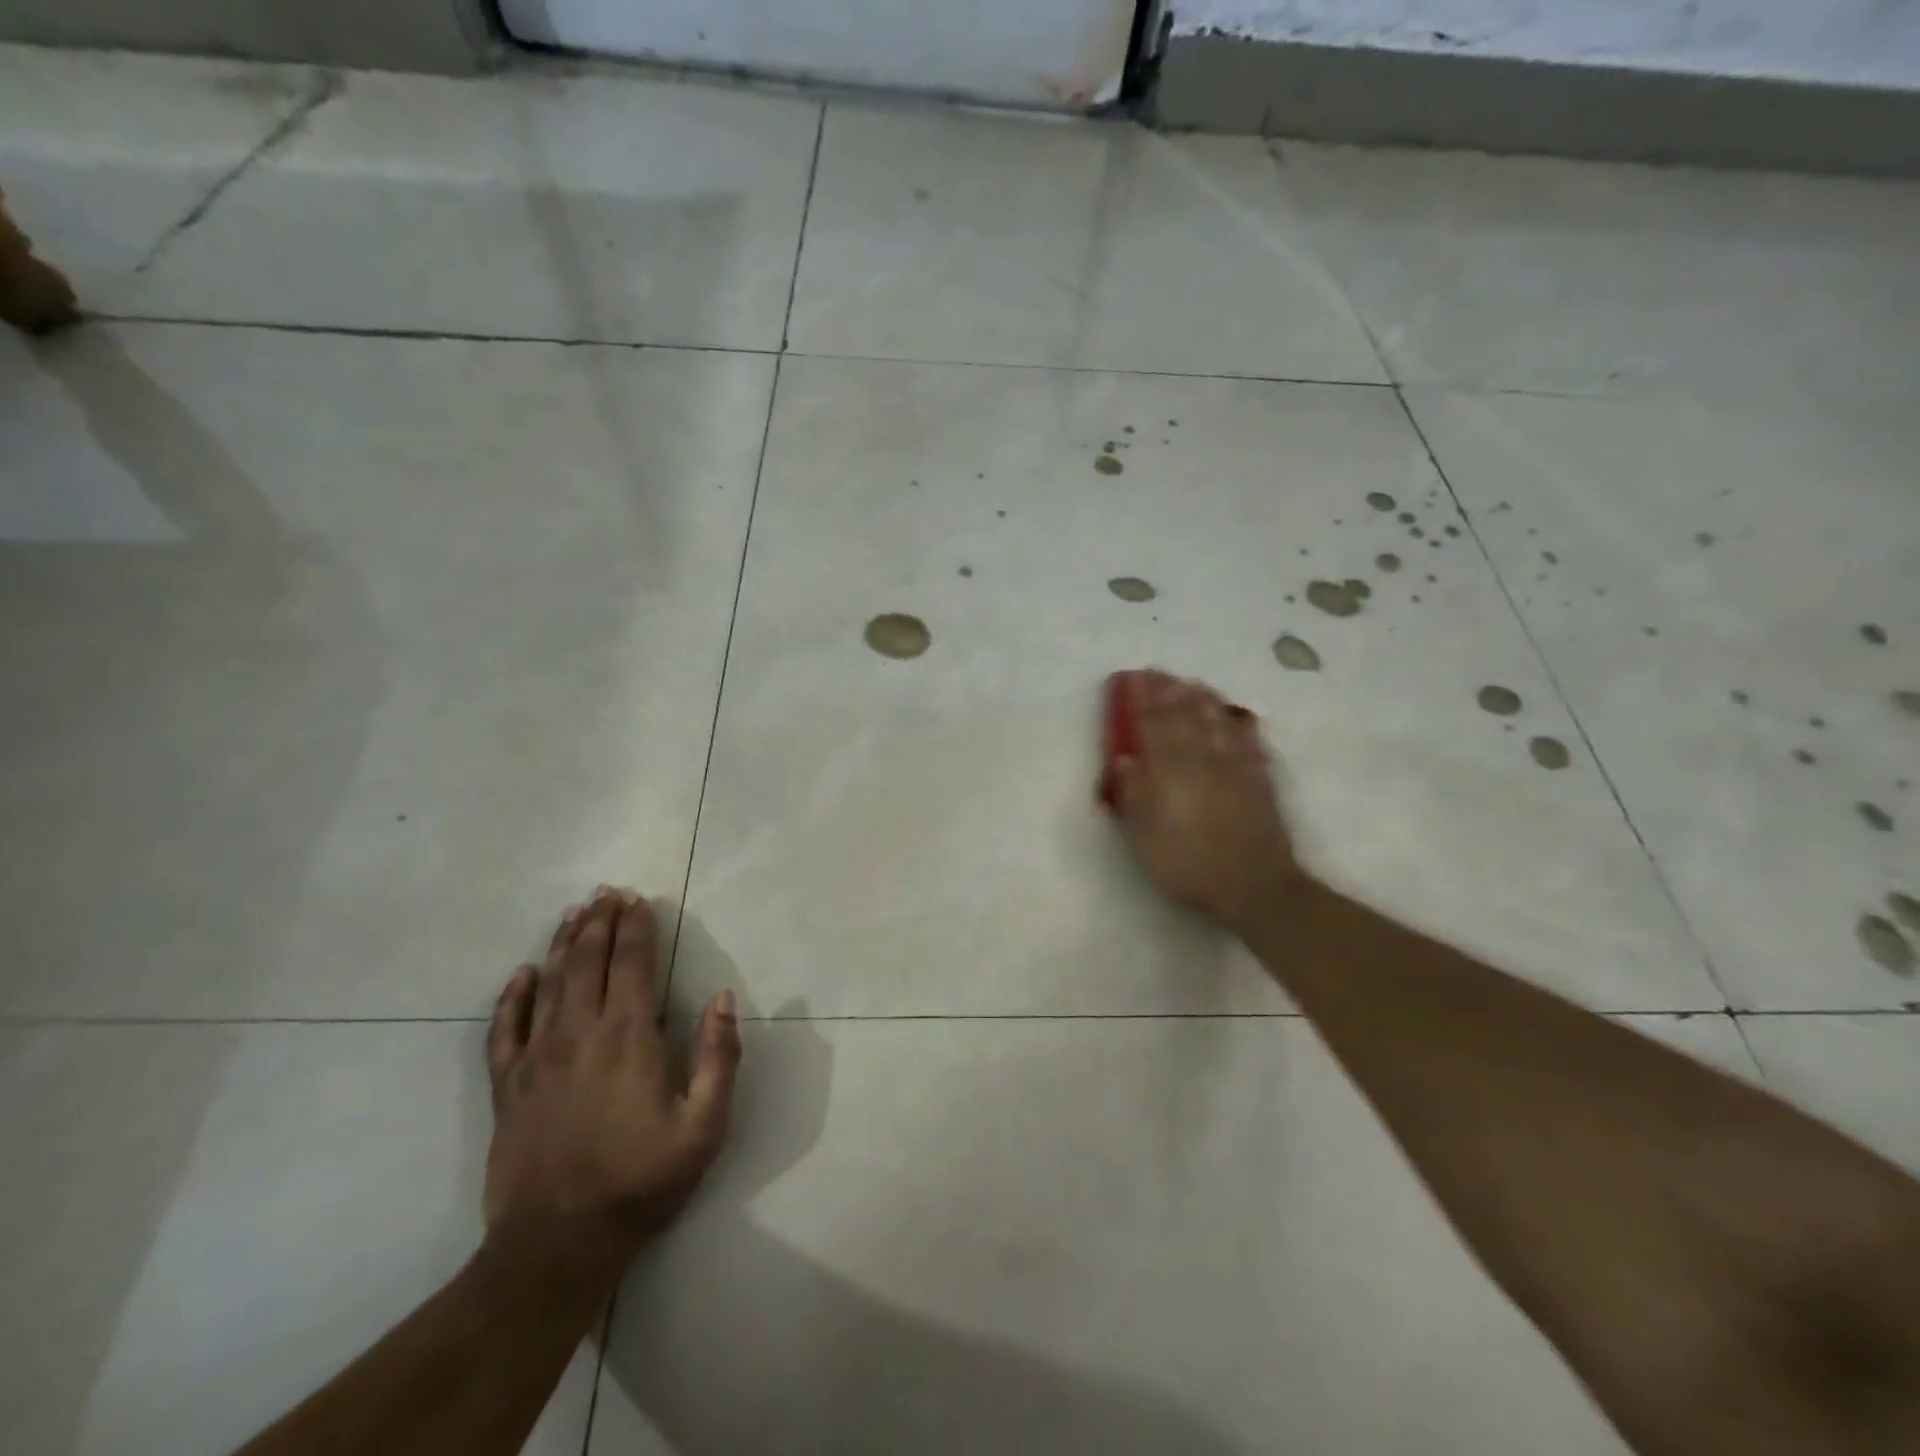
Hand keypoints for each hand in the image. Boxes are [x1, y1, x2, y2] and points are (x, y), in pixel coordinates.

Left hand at [483, 888, 740, 1280]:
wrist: (558, 1245)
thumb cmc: (642, 1181)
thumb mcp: (704, 1126)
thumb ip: (719, 1057)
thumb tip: (724, 998)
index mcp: (629, 1038)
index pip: (633, 965)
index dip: (636, 929)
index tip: (638, 901)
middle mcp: (581, 1034)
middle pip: (588, 963)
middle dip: (600, 924)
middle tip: (606, 893)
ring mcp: (538, 1059)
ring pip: (549, 984)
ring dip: (562, 944)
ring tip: (573, 913)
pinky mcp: (509, 1087)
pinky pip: (504, 1030)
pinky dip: (512, 998)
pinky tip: (521, 974)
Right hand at [1106, 671, 1302, 935]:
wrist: (1253, 885)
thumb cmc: (1188, 864)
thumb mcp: (1145, 836)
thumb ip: (1134, 794)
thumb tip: (1124, 759)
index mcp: (1169, 771)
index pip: (1152, 726)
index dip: (1141, 701)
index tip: (1133, 679)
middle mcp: (1201, 759)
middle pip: (1183, 717)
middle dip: (1168, 692)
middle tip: (1158, 672)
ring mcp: (1234, 767)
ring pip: (1217, 722)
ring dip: (1203, 700)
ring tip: (1193, 683)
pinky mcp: (1259, 780)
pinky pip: (1249, 742)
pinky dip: (1240, 724)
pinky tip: (1237, 716)